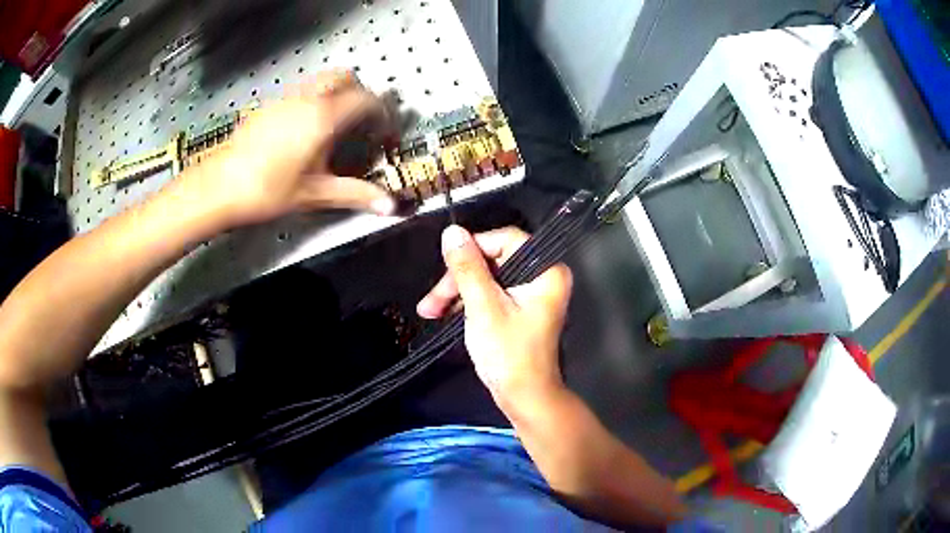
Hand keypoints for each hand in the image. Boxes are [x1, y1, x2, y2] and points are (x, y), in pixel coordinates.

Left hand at [185, 69, 398, 228]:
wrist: (219, 188)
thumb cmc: (265, 191)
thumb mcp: (315, 194)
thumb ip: (355, 194)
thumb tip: (388, 205)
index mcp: (323, 118)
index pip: (366, 99)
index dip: (381, 112)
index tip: (383, 129)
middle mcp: (305, 101)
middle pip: (343, 76)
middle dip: (359, 92)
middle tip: (361, 118)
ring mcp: (283, 101)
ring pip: (319, 82)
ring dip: (335, 94)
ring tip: (334, 126)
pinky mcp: (267, 109)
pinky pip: (298, 93)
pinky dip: (311, 102)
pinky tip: (302, 133)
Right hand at [417, 225, 572, 410]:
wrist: (524, 397)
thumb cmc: (509, 354)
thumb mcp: (483, 308)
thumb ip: (467, 268)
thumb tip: (451, 232)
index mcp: (546, 271)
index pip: (505, 240)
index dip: (473, 248)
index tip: (445, 264)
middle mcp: (542, 276)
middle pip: (492, 259)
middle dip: (458, 278)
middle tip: (431, 301)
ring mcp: (530, 293)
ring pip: (486, 277)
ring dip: (457, 292)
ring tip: (429, 311)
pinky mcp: (519, 307)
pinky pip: (490, 292)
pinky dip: (467, 302)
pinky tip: (444, 314)